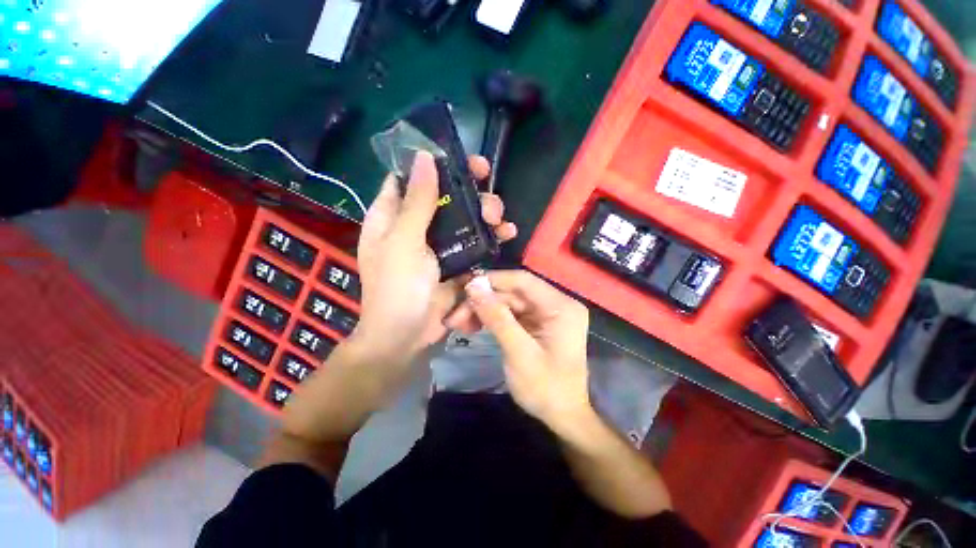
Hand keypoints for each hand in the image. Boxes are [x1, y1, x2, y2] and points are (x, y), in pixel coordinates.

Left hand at [352, 152, 516, 365]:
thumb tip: (424, 156)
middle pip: (445, 196)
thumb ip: (417, 201)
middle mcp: (416, 226)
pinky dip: (492, 237)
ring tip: (499, 219)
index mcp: (393, 216)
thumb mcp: (404, 242)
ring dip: (486, 214)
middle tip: (488, 198)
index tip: (462, 159)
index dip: (434, 164)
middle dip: (470, 192)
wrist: (408, 337)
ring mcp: (439, 244)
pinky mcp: (457, 261)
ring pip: (465, 218)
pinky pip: (476, 242)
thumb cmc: (398, 288)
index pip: (411, 178)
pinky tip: (507, 234)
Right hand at [464, 271, 592, 435]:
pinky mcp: (537, 324)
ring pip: (509, 303)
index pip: (523, 280)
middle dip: (483, 302)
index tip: (465, 288)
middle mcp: (556, 304)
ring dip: (484, 311)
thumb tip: (474, 286)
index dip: (493, 280)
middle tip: (455, 316)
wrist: (563, 418)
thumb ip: (497, 317)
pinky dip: (492, 319)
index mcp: (560, 306)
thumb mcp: (519, 353)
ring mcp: (546, 314)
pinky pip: (511, 314)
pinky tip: (473, 326)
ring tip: (458, 324)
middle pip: (513, 292)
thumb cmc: (546, 389)